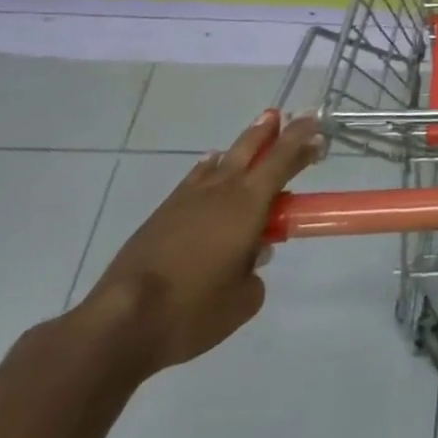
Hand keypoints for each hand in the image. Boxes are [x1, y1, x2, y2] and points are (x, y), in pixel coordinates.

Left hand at [76, 109, 322, 375]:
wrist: (121, 322)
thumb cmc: (193, 309)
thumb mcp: (243, 299)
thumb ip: (255, 272)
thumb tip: (251, 257)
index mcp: (249, 204)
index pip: (283, 159)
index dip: (302, 139)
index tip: (316, 124)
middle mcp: (221, 191)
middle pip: (251, 148)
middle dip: (271, 130)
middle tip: (285, 115)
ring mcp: (187, 200)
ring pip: (221, 160)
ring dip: (242, 146)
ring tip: (254, 134)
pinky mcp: (161, 215)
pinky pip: (195, 178)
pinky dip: (209, 168)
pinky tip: (210, 166)